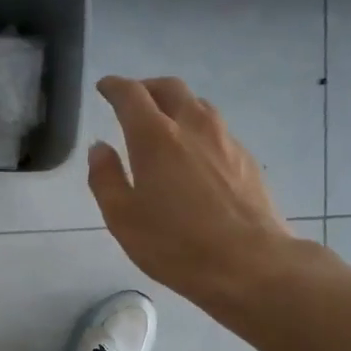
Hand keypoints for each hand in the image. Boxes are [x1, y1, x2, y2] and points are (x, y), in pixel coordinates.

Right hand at [89, 76, 310, 311]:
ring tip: (164, 124)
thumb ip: (106, 178)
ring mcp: (225, 140)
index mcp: (155, 137)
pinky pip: (217, 129)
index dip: (114, 87)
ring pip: (198, 105)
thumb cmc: (176, 245)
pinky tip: (194, 154)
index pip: (131, 95)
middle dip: (147, 87)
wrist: (249, 263)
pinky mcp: (246, 159)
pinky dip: (197, 129)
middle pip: (169, 88)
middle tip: (133, 99)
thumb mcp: (123, 219)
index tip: (104, 88)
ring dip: (176, 105)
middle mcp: (192, 126)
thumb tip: (100, 148)